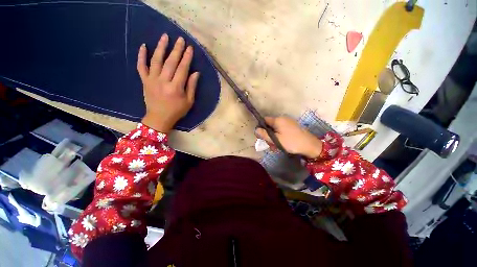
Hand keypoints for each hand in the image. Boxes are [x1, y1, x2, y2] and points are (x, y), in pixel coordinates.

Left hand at [138, 33, 199, 132]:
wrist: (159, 118)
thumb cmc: (177, 111)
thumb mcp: (189, 102)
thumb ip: (192, 87)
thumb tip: (196, 73)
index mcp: (176, 88)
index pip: (182, 69)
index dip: (187, 58)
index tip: (190, 48)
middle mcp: (163, 81)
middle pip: (170, 62)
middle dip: (176, 49)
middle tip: (180, 39)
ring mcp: (152, 80)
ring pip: (156, 60)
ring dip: (160, 47)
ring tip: (165, 37)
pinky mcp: (144, 81)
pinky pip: (141, 66)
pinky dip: (141, 56)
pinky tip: (143, 46)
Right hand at [255, 116, 322, 157]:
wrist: (310, 146)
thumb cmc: (291, 142)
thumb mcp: (275, 139)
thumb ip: (264, 134)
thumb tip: (256, 130)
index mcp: (278, 120)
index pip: (264, 120)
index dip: (261, 127)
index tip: (262, 137)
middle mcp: (283, 119)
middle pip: (270, 126)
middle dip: (268, 135)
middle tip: (270, 145)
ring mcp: (288, 123)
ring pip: (276, 129)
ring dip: (274, 138)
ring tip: (276, 147)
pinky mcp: (292, 127)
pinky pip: (282, 131)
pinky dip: (279, 137)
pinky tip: (281, 145)